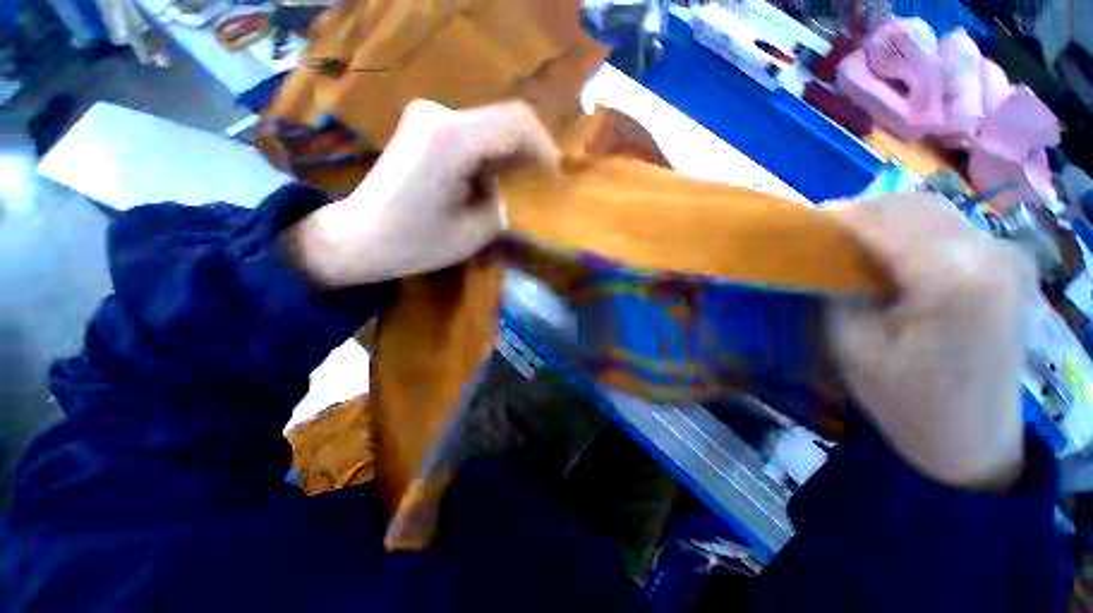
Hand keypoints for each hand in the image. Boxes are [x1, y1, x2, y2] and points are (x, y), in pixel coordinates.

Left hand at [287, 100, 558, 286]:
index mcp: (453, 139)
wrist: (358, 237)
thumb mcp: (475, 231)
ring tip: (515, 193)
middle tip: (540, 190)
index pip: (518, 123)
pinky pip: (473, 135)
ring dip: (509, 159)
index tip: (556, 180)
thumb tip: (519, 189)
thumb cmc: (415, 244)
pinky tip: (489, 185)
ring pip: (490, 129)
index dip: (546, 149)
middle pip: (505, 121)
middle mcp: (439, 114)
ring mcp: (428, 116)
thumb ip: (507, 204)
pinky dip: (490, 158)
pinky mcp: (424, 127)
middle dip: (529, 156)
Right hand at [826, 193, 1035, 490]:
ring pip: (929, 209)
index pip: (880, 223)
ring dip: (883, 220)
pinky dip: (911, 231)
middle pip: (909, 205)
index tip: (797, 223)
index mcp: (953, 279)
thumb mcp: (850, 346)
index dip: (833, 218)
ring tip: (850, 245)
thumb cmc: (905, 402)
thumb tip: (820, 250)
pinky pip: (948, 226)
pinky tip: (891, 256)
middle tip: (820, 237)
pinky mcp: (1009, 262)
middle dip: (857, 213)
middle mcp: (989, 252)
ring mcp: (1007, 254)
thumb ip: (834, 288)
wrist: (972, 440)